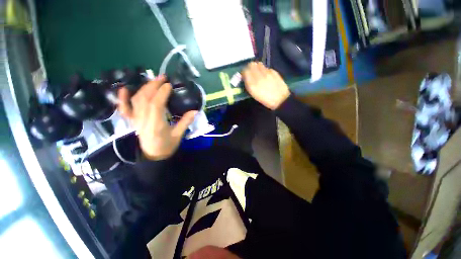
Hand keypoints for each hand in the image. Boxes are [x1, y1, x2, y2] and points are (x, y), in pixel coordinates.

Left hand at [118, 75, 196, 160]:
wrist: (153, 156)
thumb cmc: (167, 146)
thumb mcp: (178, 135)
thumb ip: (185, 122)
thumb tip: (195, 110)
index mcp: (156, 125)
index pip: (156, 104)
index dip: (162, 93)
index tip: (169, 85)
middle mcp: (143, 120)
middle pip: (145, 99)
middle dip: (153, 86)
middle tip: (163, 77)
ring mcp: (136, 120)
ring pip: (136, 100)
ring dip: (144, 88)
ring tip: (153, 80)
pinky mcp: (132, 121)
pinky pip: (124, 109)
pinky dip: (122, 99)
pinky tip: (124, 89)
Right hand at [242, 62, 289, 109]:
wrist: (280, 99)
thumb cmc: (265, 99)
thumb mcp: (253, 94)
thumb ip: (248, 84)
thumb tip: (245, 77)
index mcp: (252, 83)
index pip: (245, 71)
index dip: (244, 72)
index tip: (244, 75)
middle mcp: (258, 75)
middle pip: (251, 64)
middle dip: (250, 67)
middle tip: (250, 72)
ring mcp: (267, 72)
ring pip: (259, 64)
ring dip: (257, 67)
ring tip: (258, 73)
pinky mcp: (273, 71)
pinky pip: (266, 67)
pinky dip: (264, 70)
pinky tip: (266, 75)